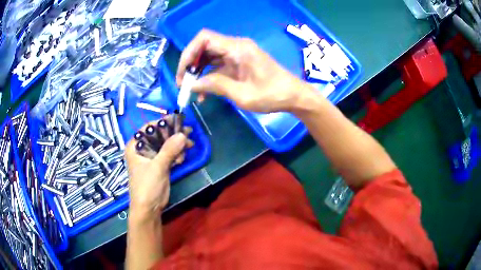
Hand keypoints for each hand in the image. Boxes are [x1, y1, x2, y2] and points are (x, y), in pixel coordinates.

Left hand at [125, 124, 186, 219]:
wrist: (149, 208)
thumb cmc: (147, 186)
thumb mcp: (157, 167)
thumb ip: (169, 150)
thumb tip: (183, 134)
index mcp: (135, 146)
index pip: (148, 128)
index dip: (162, 123)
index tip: (177, 120)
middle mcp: (142, 149)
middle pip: (159, 136)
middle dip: (173, 134)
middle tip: (188, 131)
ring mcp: (152, 158)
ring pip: (166, 145)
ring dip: (177, 145)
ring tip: (189, 145)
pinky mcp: (159, 166)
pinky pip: (169, 155)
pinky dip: (177, 154)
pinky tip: (183, 157)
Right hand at [176, 29, 314, 112]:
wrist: (293, 96)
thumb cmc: (272, 95)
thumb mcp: (243, 94)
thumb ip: (216, 86)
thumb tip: (192, 84)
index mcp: (238, 48)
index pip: (205, 39)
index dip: (189, 52)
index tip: (183, 72)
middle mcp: (236, 46)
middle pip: (204, 47)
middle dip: (190, 64)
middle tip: (184, 84)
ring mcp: (237, 54)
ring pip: (209, 57)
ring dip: (198, 72)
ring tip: (191, 90)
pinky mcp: (239, 63)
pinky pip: (218, 66)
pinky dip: (208, 77)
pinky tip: (204, 93)